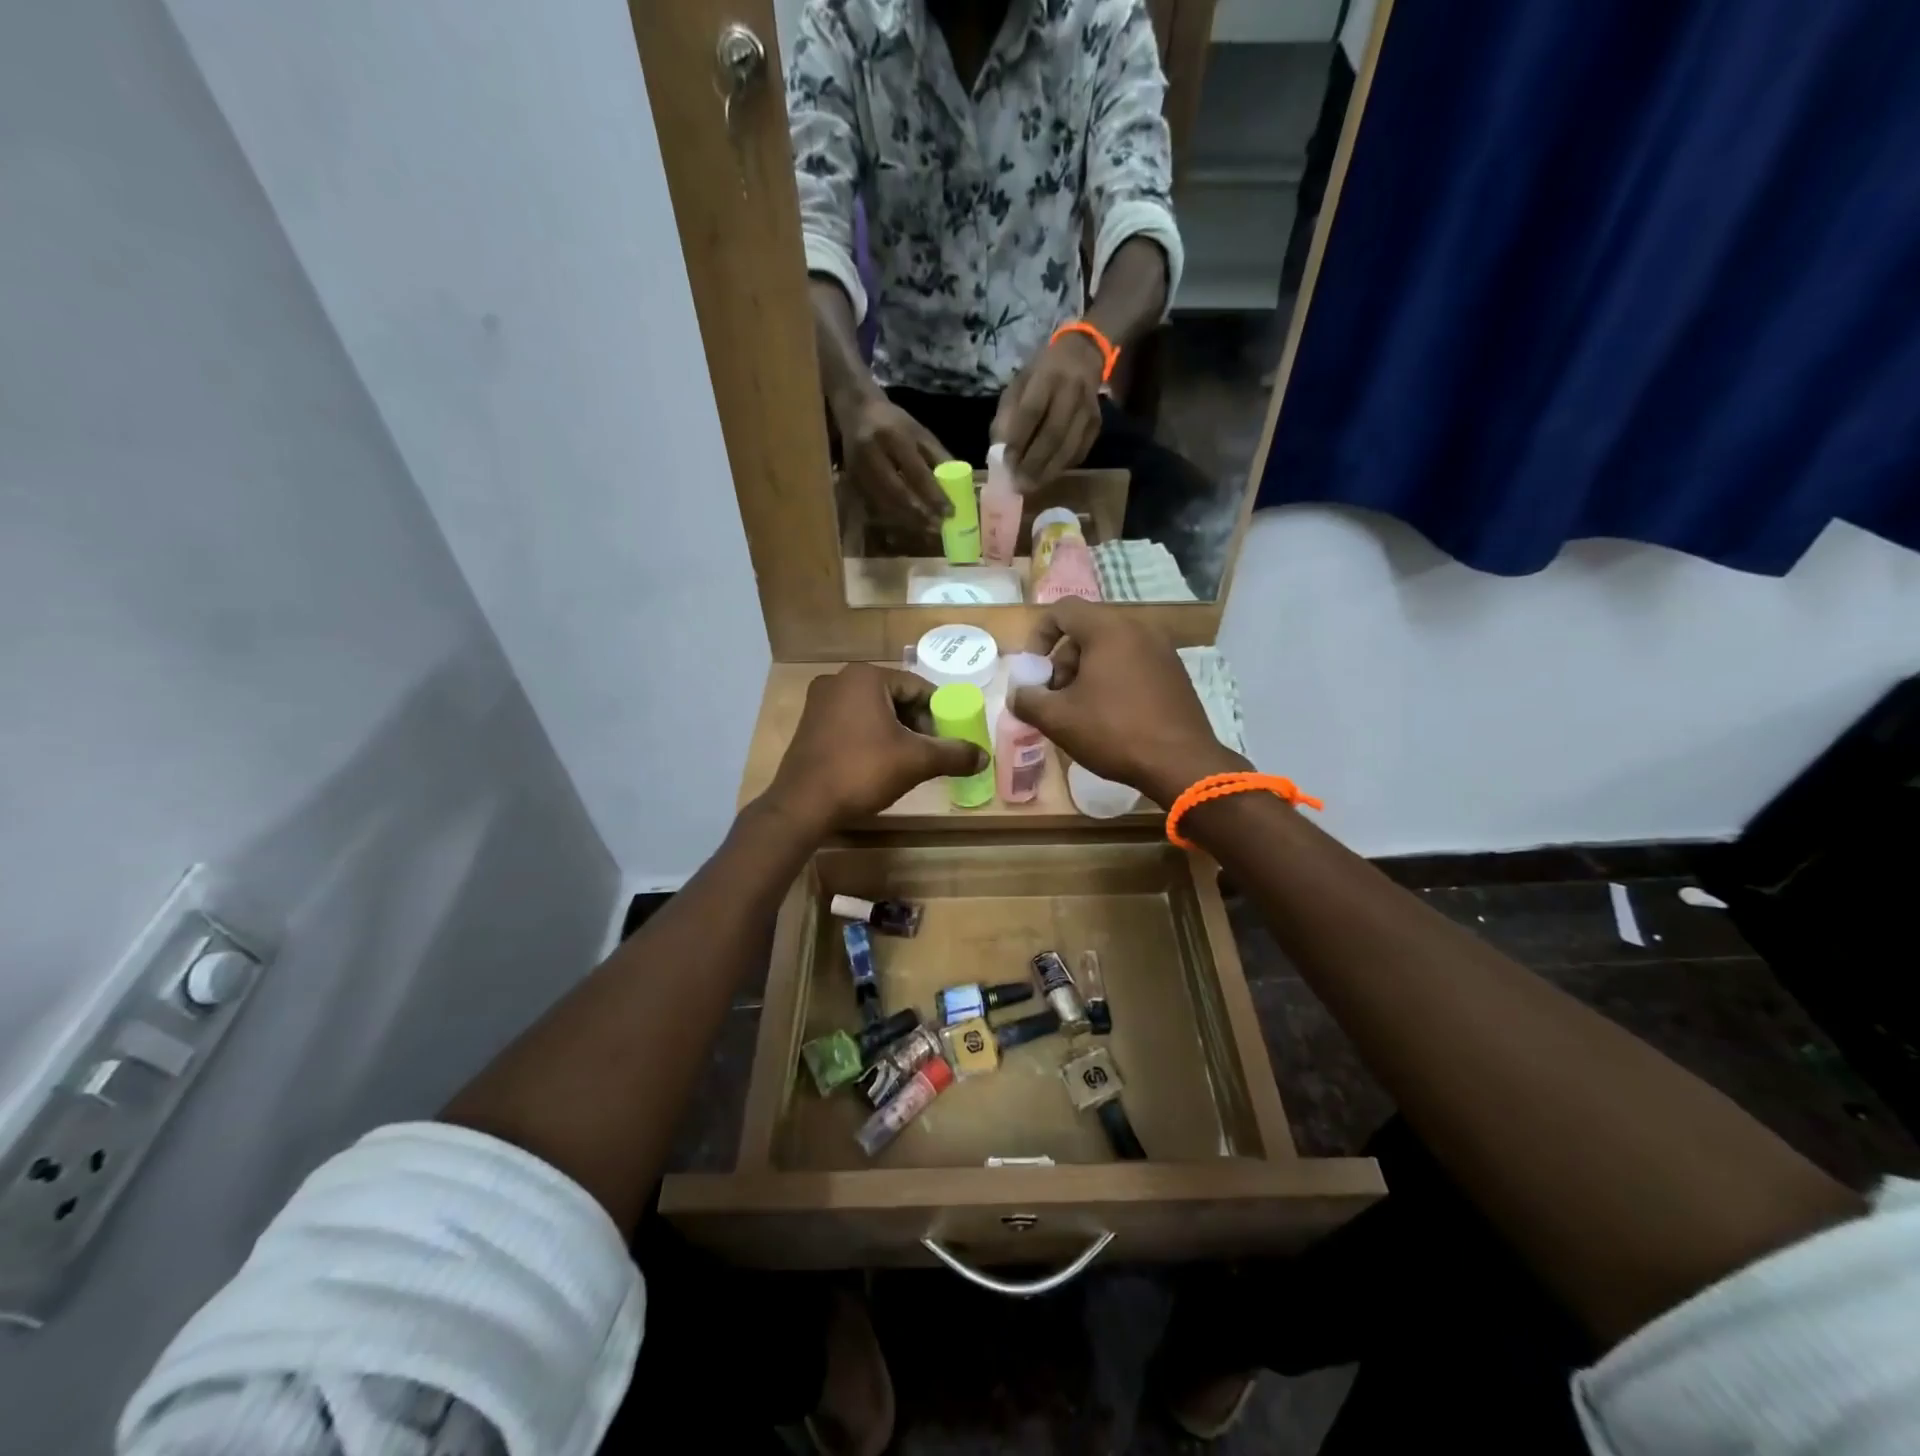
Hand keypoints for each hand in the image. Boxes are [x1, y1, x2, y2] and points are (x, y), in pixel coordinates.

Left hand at [763, 663, 986, 830]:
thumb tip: (984, 757)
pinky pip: (852, 723)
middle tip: (931, 752)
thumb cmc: (862, 771)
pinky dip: (871, 738)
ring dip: (895, 732)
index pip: (918, 687)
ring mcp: (819, 702)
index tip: (949, 739)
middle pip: (895, 697)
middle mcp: (839, 680)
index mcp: (865, 677)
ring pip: (873, 711)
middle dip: (917, 723)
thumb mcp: (916, 761)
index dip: (939, 713)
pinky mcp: (809, 725)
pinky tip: (878, 764)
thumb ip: (954, 754)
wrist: (803, 805)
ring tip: (908, 761)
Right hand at [836, 392, 950, 526]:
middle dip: (919, 514)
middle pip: (897, 493)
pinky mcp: (852, 482)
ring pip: (884, 504)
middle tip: (938, 527)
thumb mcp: (920, 433)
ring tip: (927, 530)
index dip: (934, 495)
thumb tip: (960, 487)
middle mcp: (872, 454)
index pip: (916, 472)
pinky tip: (908, 524)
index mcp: (893, 437)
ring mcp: (858, 470)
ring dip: (907, 521)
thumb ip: (938, 458)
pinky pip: (875, 506)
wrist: (857, 411)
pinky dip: (893, 518)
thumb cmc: (895, 423)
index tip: (950, 512)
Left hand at [991, 334, 1103, 484]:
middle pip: (1053, 434)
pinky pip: (1079, 452)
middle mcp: (1071, 391)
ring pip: (1068, 448)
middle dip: (1033, 463)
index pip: (1031, 411)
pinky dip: (1062, 468)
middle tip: (1019, 485)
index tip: (1006, 463)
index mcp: (1047, 376)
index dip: (1018, 440)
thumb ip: (1006, 417)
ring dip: (1048, 472)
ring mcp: (1088, 409)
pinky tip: (1047, 475)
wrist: (1082, 355)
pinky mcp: (1097, 424)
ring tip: (1031, 487)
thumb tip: (999, 454)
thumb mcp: (1018, 385)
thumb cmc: (1041, 374)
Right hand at [1007, 599, 1247, 806]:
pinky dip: (1113, 679)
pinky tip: (1110, 717)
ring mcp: (1162, 650)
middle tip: (1055, 698)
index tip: (1033, 671)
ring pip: (1110, 649)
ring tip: (1080, 712)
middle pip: (1086, 631)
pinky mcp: (1175, 673)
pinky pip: (1133, 663)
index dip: (1039, 636)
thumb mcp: (1057, 719)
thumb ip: (1027, 700)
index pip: (1062, 610)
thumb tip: (1018, 694)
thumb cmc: (1114, 732)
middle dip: (1062, 662)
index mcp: (1109, 629)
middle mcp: (1139, 628)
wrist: (1182, 764)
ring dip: (1086, 673)